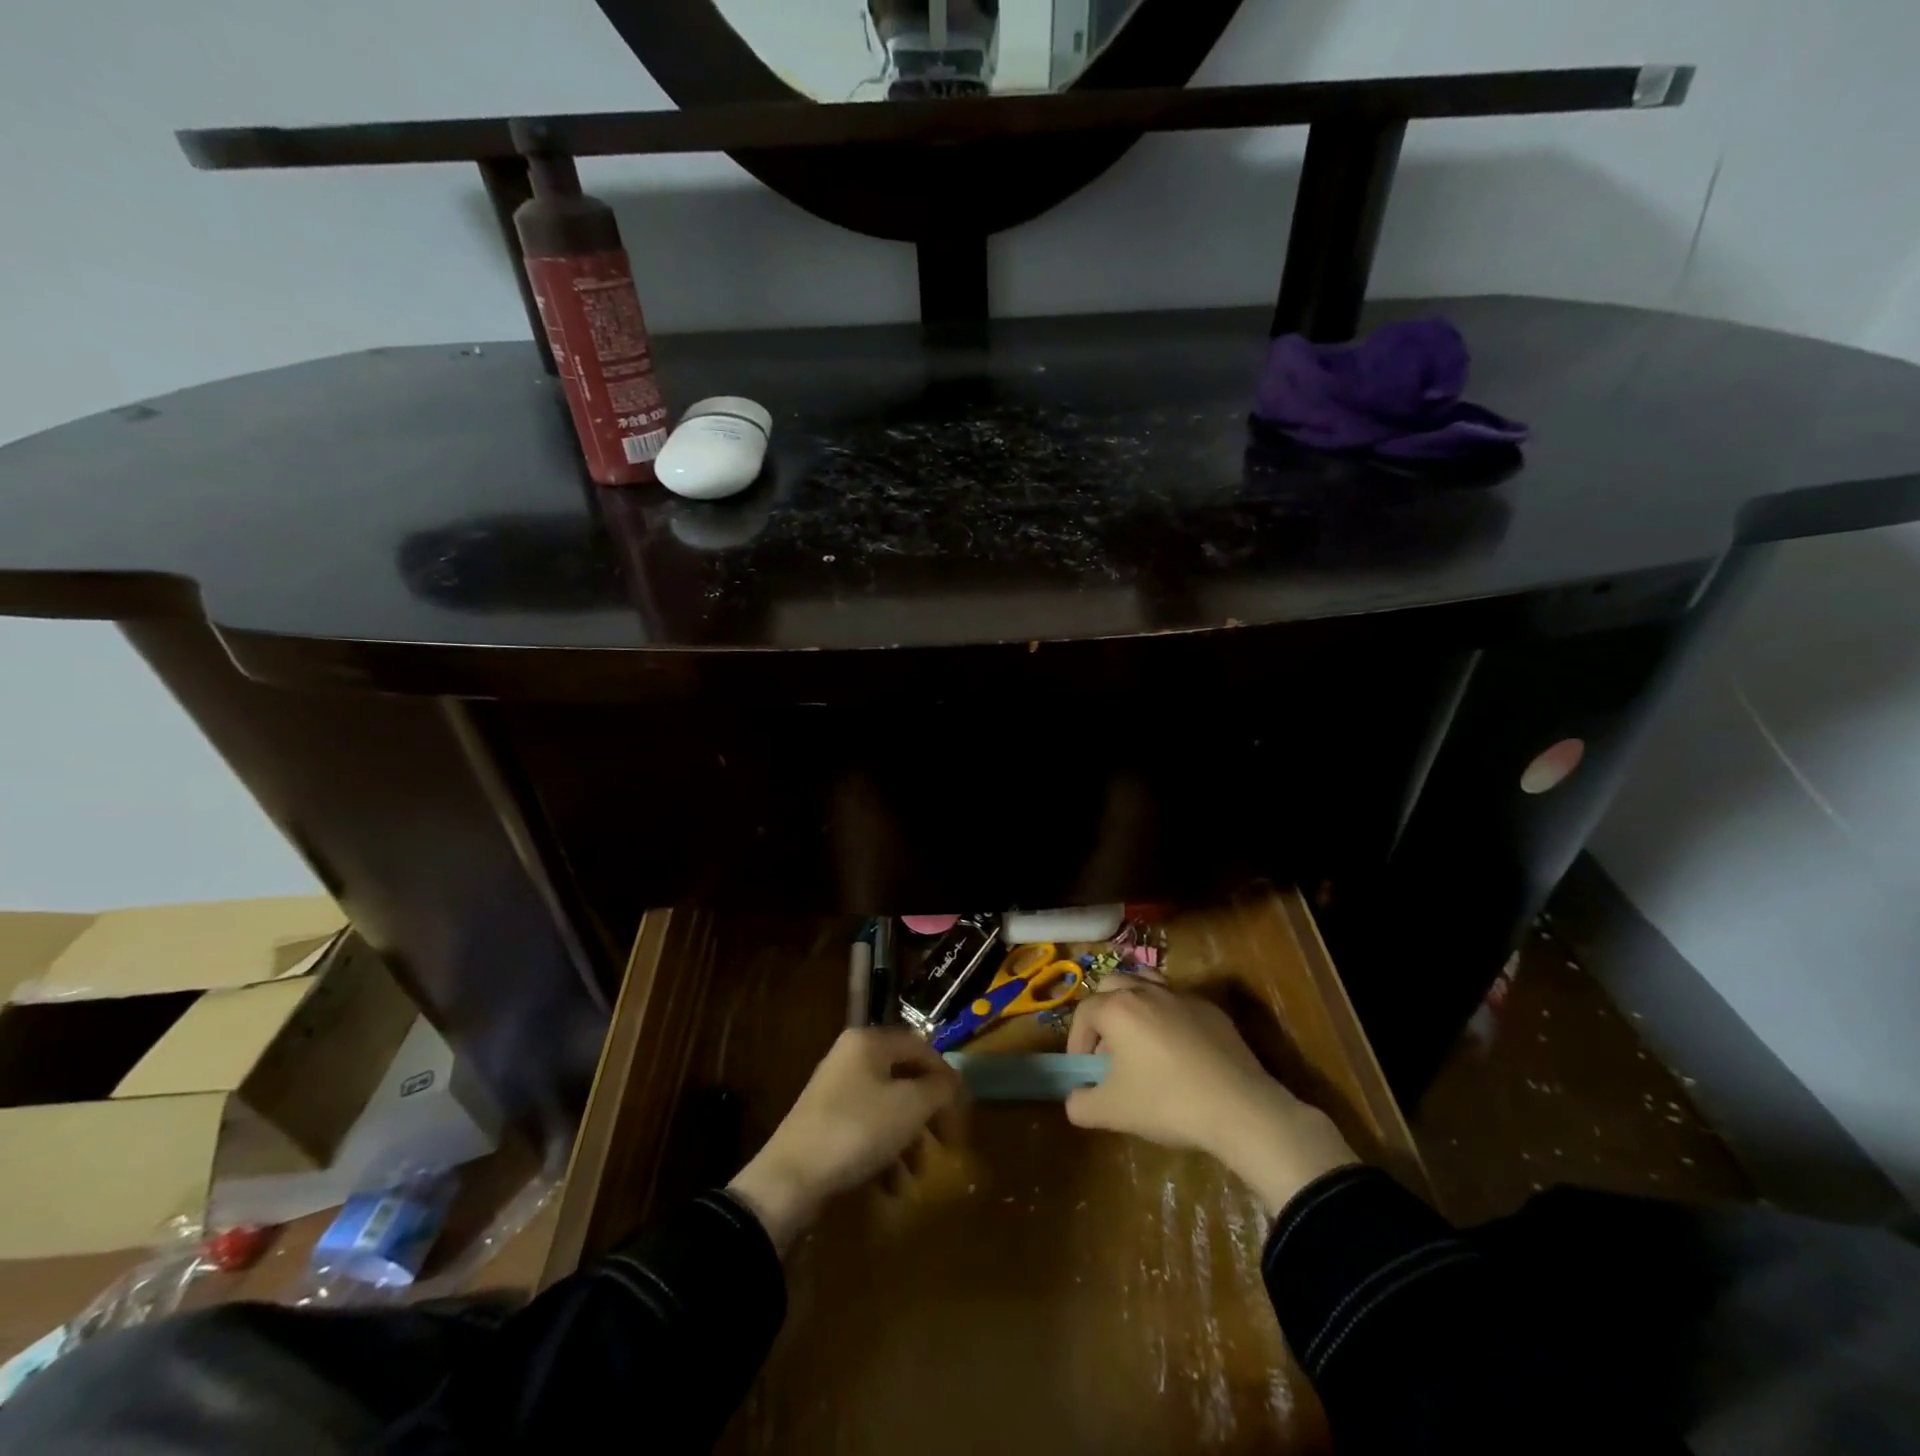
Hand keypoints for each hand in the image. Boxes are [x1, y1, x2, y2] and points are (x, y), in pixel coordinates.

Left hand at [728, 1027, 962, 1250]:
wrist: (789, 1180)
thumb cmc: (857, 1131)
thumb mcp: (910, 1107)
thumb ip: (940, 1088)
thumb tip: (954, 1082)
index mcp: (869, 1042)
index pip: (922, 1048)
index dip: (947, 1078)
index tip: (963, 1113)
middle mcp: (851, 1058)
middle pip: (905, 1080)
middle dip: (928, 1116)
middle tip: (947, 1145)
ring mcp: (836, 1092)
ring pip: (888, 1110)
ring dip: (908, 1143)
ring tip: (915, 1177)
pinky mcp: (826, 1125)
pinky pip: (867, 1131)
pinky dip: (884, 1156)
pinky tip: (891, 1188)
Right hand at [1066, 983, 1358, 1213]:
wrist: (1239, 1108)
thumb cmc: (1167, 1103)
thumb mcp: (1112, 1112)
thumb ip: (1080, 1104)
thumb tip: (1075, 1098)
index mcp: (1117, 1008)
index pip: (1083, 1012)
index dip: (1077, 1040)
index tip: (1084, 1069)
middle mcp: (1146, 991)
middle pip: (1111, 985)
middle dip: (1103, 1012)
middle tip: (1108, 1049)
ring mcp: (1182, 996)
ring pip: (1146, 982)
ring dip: (1134, 1003)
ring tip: (1139, 1037)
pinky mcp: (1211, 1009)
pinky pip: (1178, 1002)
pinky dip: (1168, 1017)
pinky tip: (1178, 1051)